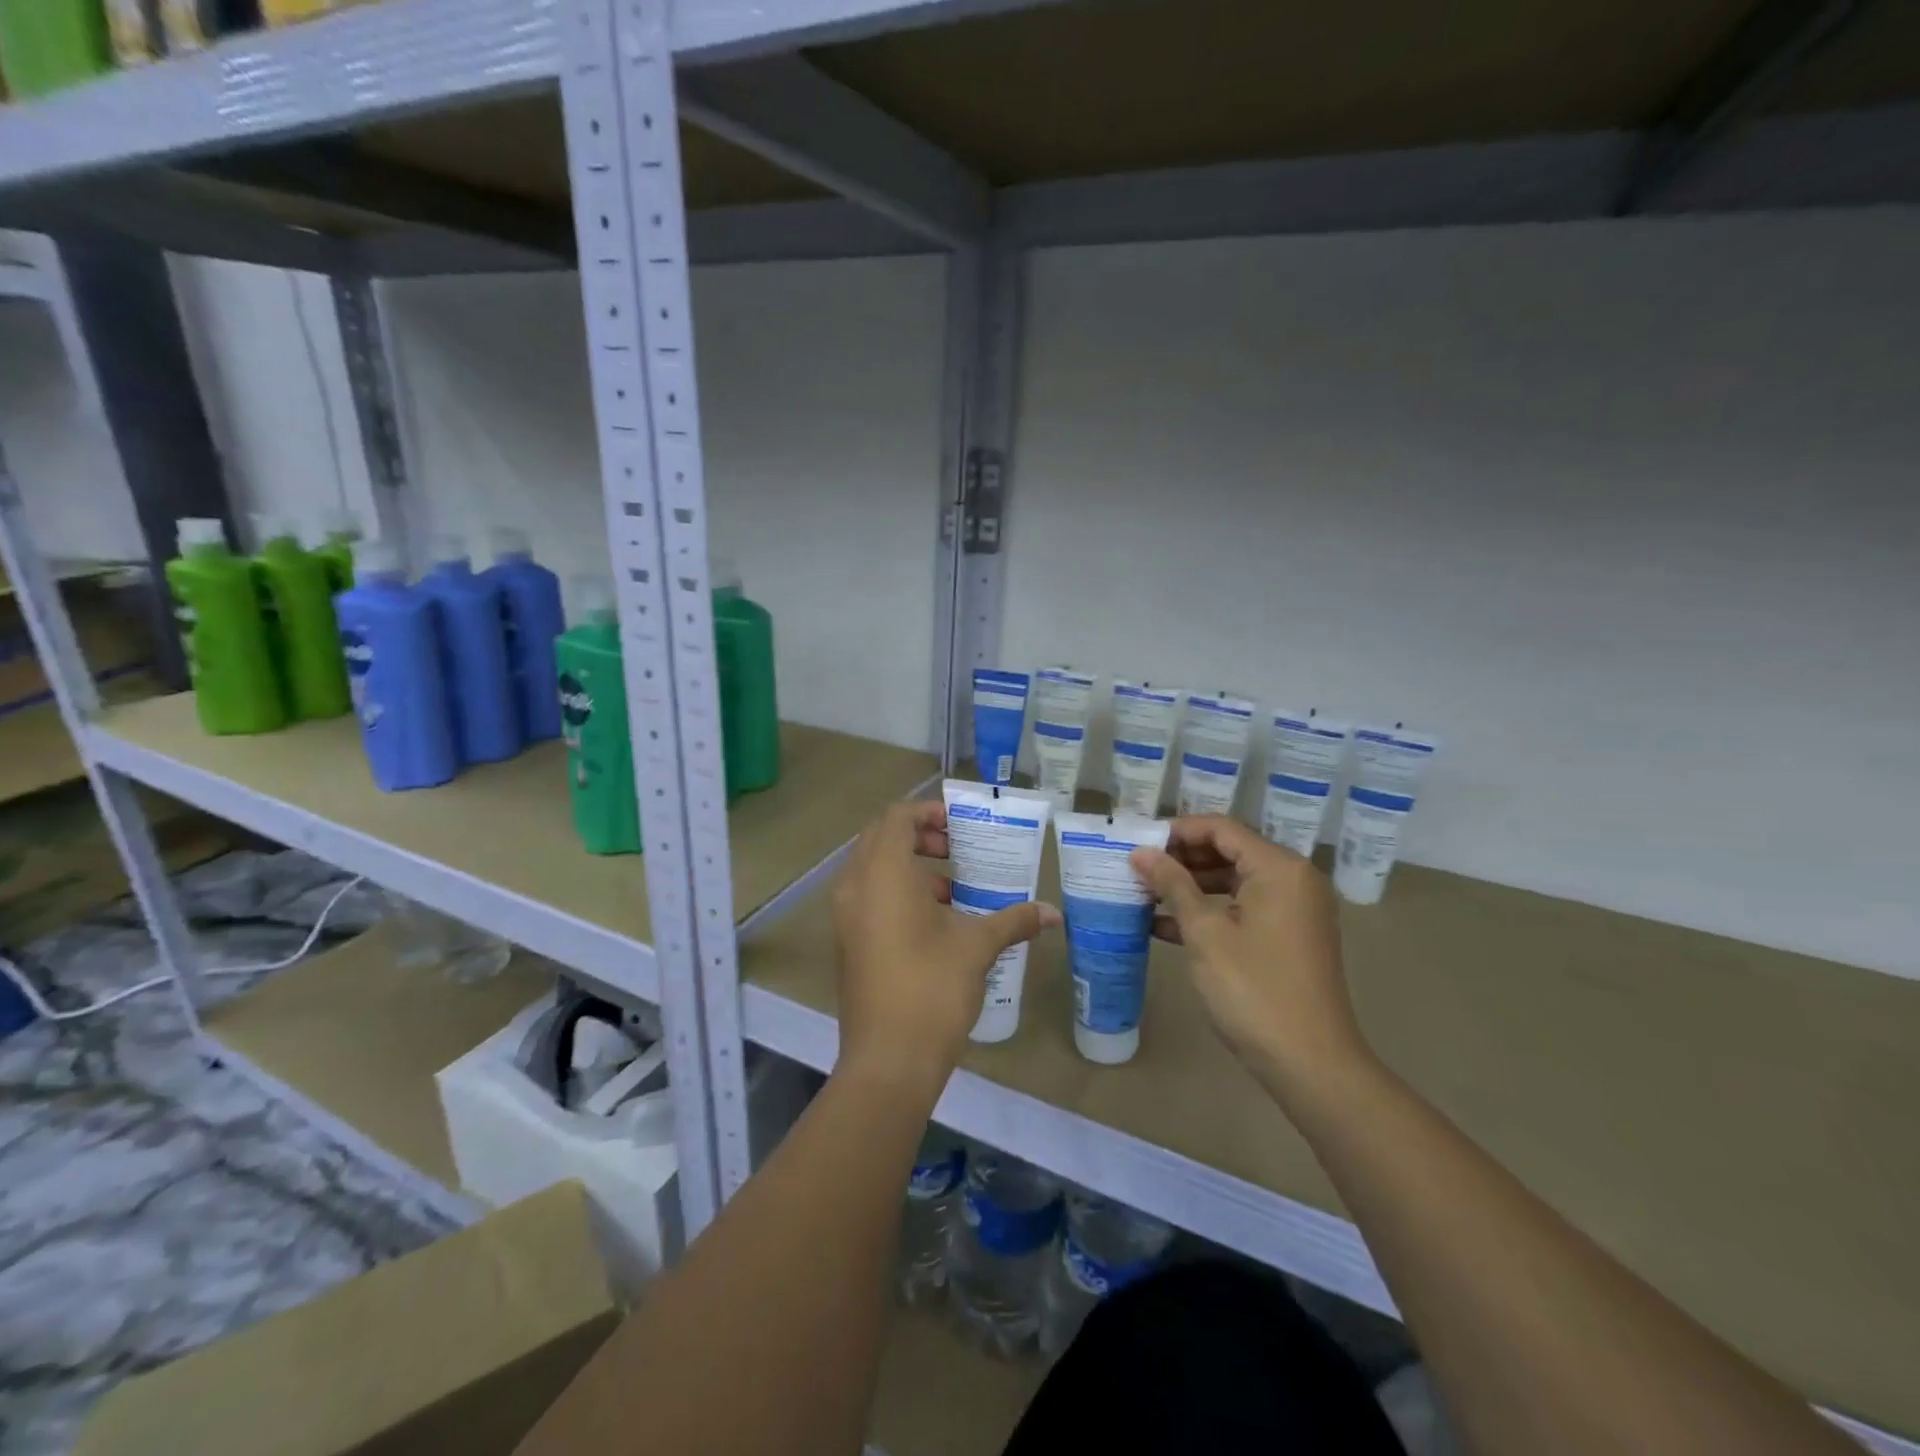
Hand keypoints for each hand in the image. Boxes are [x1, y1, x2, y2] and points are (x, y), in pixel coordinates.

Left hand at [831, 800, 1058, 1090]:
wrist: (887, 1060)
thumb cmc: (932, 988)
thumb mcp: (977, 947)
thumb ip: (1014, 920)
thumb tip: (1054, 913)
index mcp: (883, 873)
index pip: (896, 817)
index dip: (927, 812)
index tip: (959, 826)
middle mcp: (855, 885)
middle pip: (880, 837)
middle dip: (918, 835)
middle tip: (955, 848)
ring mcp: (845, 915)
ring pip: (872, 868)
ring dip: (907, 866)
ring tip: (950, 887)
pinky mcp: (847, 942)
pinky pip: (867, 896)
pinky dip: (895, 892)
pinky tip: (933, 922)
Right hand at [1131, 816, 1372, 1102]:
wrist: (1311, 1064)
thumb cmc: (1254, 990)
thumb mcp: (1205, 933)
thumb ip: (1172, 885)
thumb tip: (1141, 852)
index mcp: (1279, 868)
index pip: (1221, 828)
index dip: (1177, 831)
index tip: (1138, 844)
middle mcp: (1294, 879)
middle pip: (1229, 851)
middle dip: (1181, 859)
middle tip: (1137, 870)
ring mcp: (1295, 910)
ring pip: (1234, 881)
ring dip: (1191, 887)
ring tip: (1144, 895)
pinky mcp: (1289, 937)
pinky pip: (1244, 909)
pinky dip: (1210, 912)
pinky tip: (1165, 927)